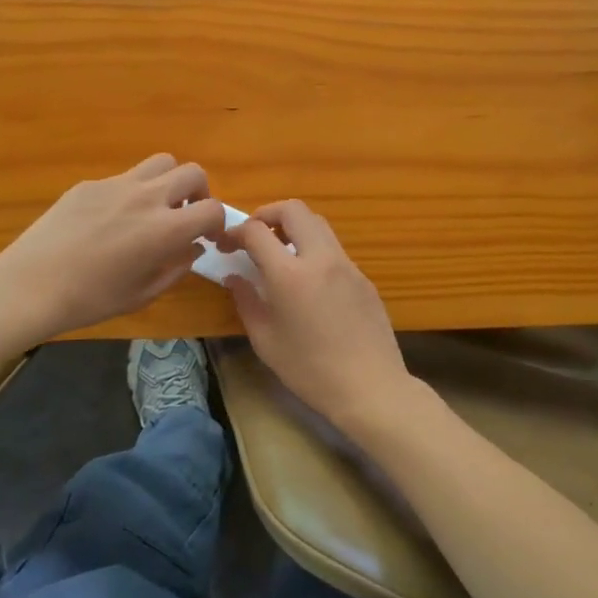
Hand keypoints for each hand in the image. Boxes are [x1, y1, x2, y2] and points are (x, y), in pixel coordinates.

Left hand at [0, 154, 224, 339]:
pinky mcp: (90, 184)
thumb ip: (176, 268)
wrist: (31, 284)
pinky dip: (131, 192)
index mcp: (164, 230)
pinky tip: (109, 220)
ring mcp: (116, 185)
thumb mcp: (143, 294)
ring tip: (155, 206)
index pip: (212, 209)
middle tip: (185, 215)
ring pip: (160, 162)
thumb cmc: (91, 299)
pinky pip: (123, 178)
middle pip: (192, 172)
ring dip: (168, 181)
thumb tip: (192, 248)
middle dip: (199, 192)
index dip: (217, 223)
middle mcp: (146, 198)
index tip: (209, 237)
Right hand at [218, 200, 421, 436]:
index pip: (257, 231)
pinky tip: (308, 281)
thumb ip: (246, 301)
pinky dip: (314, 249)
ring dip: (294, 227)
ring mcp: (347, 265)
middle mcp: (320, 258)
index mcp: (290, 274)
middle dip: (268, 214)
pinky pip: (334, 249)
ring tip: (280, 253)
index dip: (236, 231)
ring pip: (318, 223)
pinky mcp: (363, 278)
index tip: (226, 244)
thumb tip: (235, 277)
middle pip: (294, 210)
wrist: (370, 388)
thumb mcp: (265, 340)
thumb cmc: (309, 370)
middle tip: (254, 235)